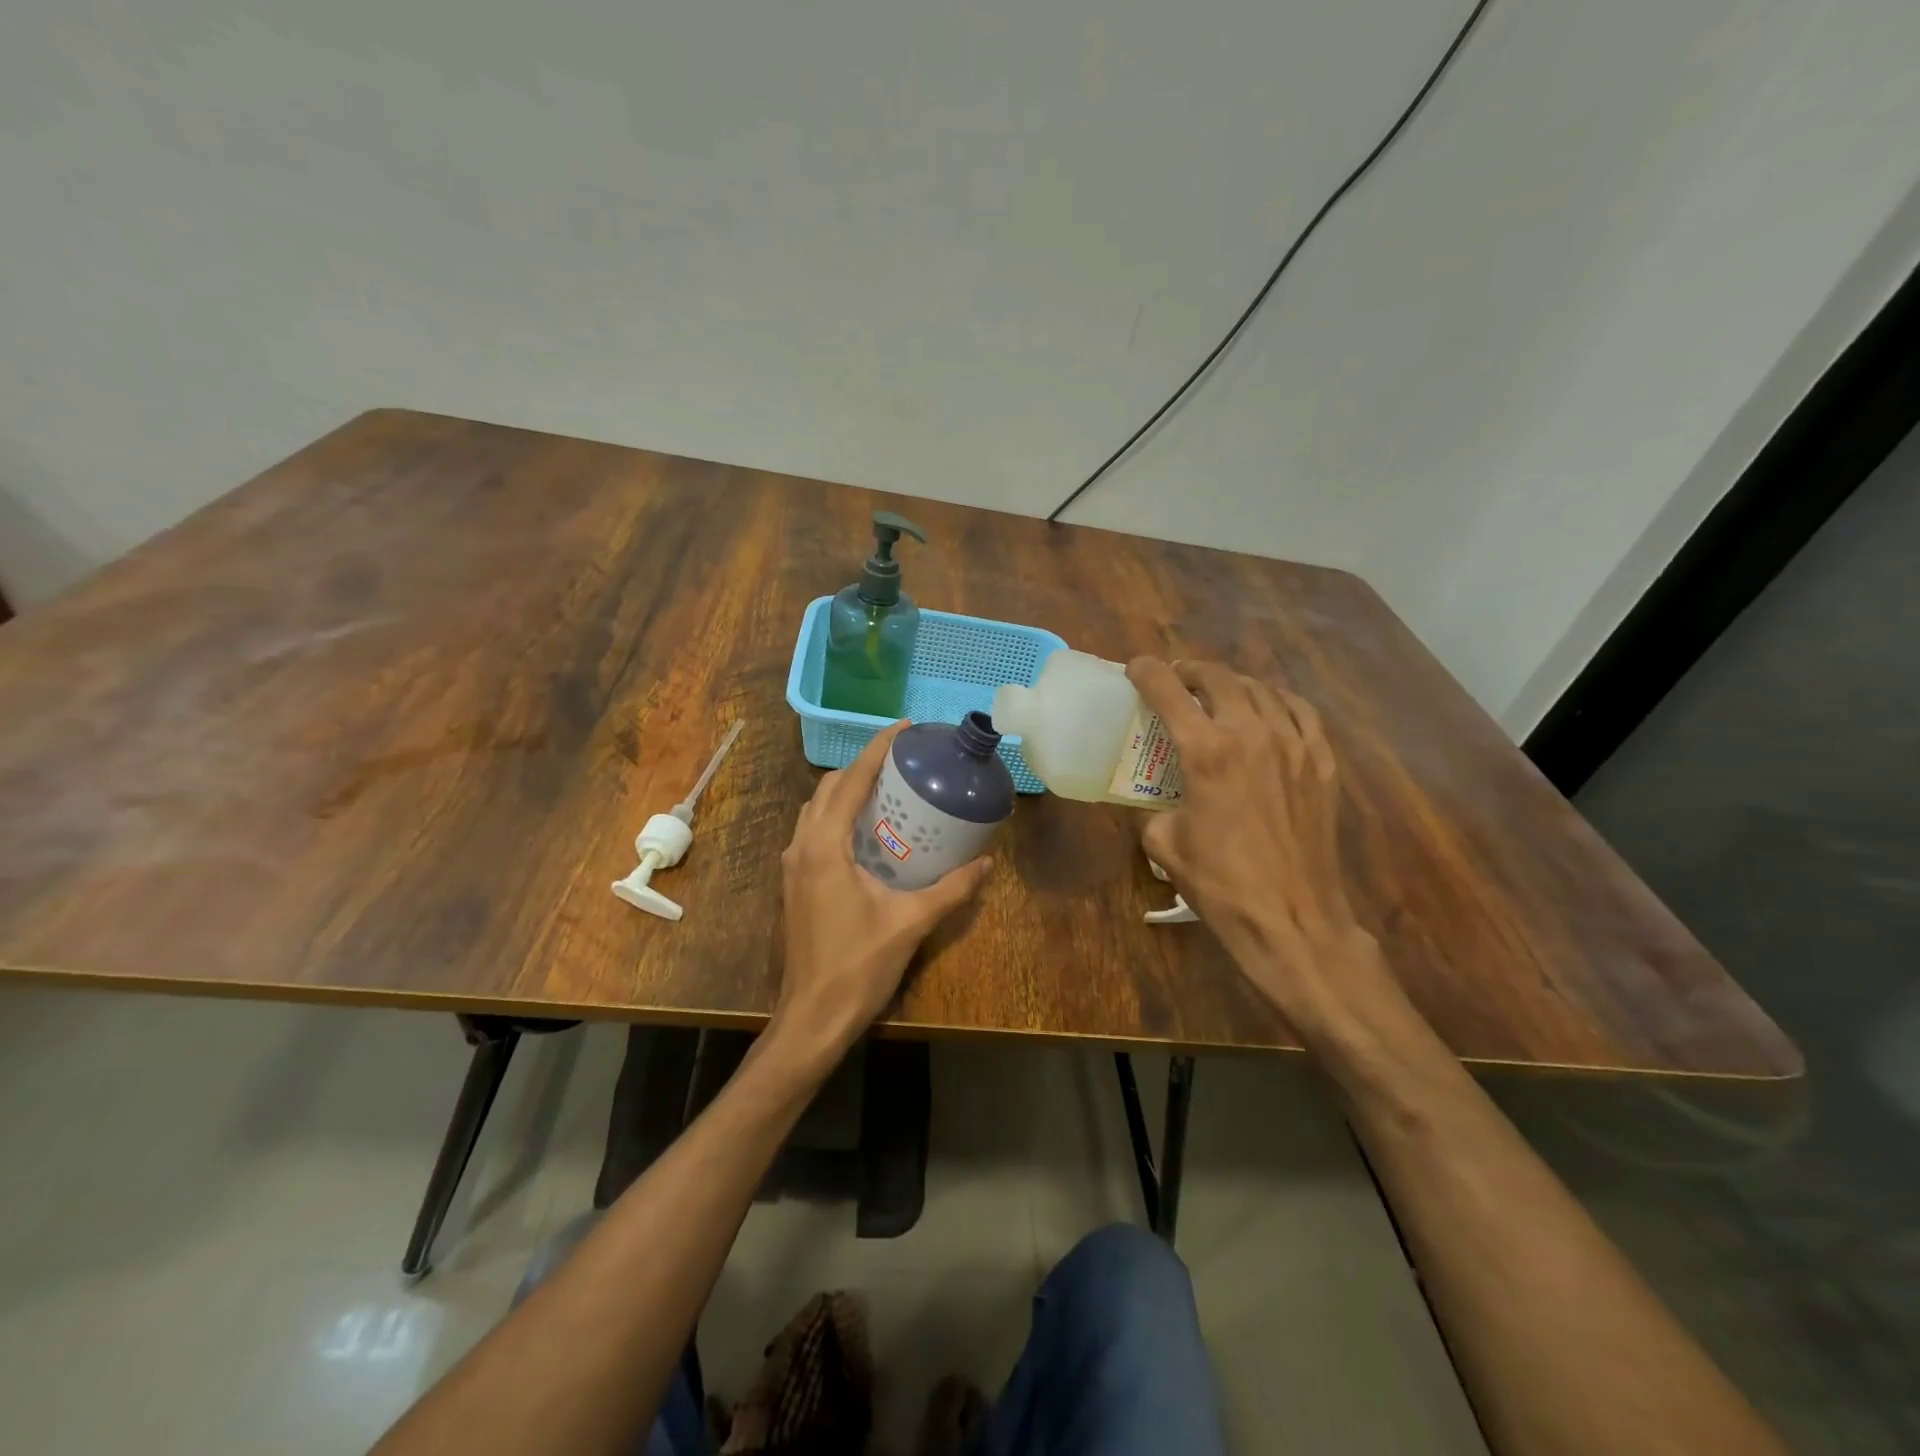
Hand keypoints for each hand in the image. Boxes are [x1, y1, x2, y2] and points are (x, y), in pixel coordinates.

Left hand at [774, 723, 992, 1057]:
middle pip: (828, 788)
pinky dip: (837, 814)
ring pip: (816, 808)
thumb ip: (951, 889)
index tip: (903, 729)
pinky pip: (813, 829)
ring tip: (887, 786)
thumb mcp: (911, 923)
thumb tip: (986, 862)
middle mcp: (802, 846)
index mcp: (825, 847)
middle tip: (902, 760)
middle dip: (861, 766)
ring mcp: (793, 865)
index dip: (876, 750)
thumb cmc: (859, 966)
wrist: (812, 1016)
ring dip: (846, 789)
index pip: (849, 782)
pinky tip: (868, 828)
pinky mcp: (795, 882)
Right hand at [1128, 657, 1378, 1026]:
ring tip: (1218, 696)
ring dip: (1232, 684)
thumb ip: (1150, 807)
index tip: (1136, 667)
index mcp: (1206, 752)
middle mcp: (1252, 734)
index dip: (1147, 672)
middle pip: (1219, 678)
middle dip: (1191, 671)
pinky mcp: (1321, 763)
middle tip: (1176, 682)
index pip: (1169, 691)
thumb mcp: (1163, 844)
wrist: (1291, 918)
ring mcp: (1294, 745)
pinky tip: (1267, 711)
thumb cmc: (1220, 883)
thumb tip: (1151, 797)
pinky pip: (1301, 711)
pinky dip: (1277, 701)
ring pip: (1261, 689)